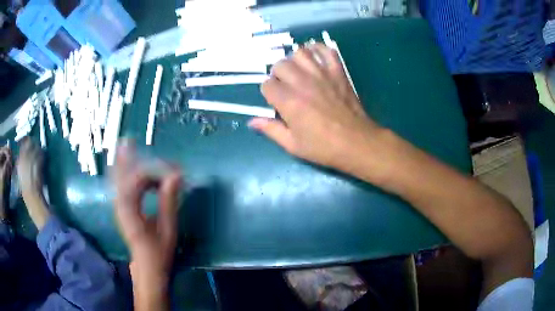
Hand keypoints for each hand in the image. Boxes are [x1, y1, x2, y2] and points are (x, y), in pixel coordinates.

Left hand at [112, 142, 181, 305]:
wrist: (146, 267)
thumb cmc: (159, 251)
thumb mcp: (167, 228)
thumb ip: (169, 201)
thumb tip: (176, 175)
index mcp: (130, 210)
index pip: (138, 180)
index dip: (155, 171)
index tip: (175, 172)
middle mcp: (120, 205)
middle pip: (119, 176)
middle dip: (124, 158)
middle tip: (127, 140)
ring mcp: (119, 207)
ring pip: (117, 180)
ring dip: (122, 163)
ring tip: (124, 146)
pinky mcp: (122, 209)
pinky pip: (120, 186)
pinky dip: (123, 174)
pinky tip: (125, 167)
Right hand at [249, 44, 382, 174]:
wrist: (356, 142)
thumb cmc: (324, 147)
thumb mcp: (293, 145)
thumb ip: (271, 130)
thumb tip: (252, 121)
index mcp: (288, 101)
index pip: (267, 85)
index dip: (269, 93)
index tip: (276, 101)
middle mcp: (302, 82)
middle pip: (280, 64)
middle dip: (278, 74)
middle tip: (285, 86)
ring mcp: (322, 74)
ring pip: (300, 52)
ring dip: (295, 60)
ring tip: (298, 71)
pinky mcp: (337, 72)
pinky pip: (326, 51)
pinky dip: (318, 50)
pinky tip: (314, 58)